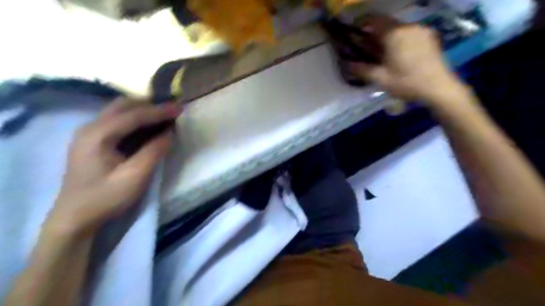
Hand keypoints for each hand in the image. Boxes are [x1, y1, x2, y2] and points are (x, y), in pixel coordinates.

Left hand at [46, 98, 181, 236]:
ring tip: (164, 117)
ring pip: (119, 111)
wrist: (75, 217)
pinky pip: (117, 121)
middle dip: (150, 106)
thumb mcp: (135, 176)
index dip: (159, 111)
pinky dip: (135, 119)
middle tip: (172, 111)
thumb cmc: (106, 198)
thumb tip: (170, 133)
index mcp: (98, 135)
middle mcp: (90, 127)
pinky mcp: (92, 141)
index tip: (179, 108)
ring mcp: (89, 133)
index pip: (133, 115)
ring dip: (142, 111)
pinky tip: (147, 127)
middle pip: (123, 106)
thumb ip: (154, 151)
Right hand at [351, 18, 470, 105]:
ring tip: (382, 54)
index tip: (353, 33)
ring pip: (397, 28)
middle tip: (366, 48)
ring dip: (387, 37)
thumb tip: (346, 64)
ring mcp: (421, 30)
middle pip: (386, 24)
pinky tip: (398, 54)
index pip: (373, 19)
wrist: (439, 88)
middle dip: (373, 34)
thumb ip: (361, 69)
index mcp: (395, 34)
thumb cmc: (407, 83)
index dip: (361, 23)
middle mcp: (408, 26)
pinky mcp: (429, 36)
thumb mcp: (380, 78)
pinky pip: (408, 33)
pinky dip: (399, 39)